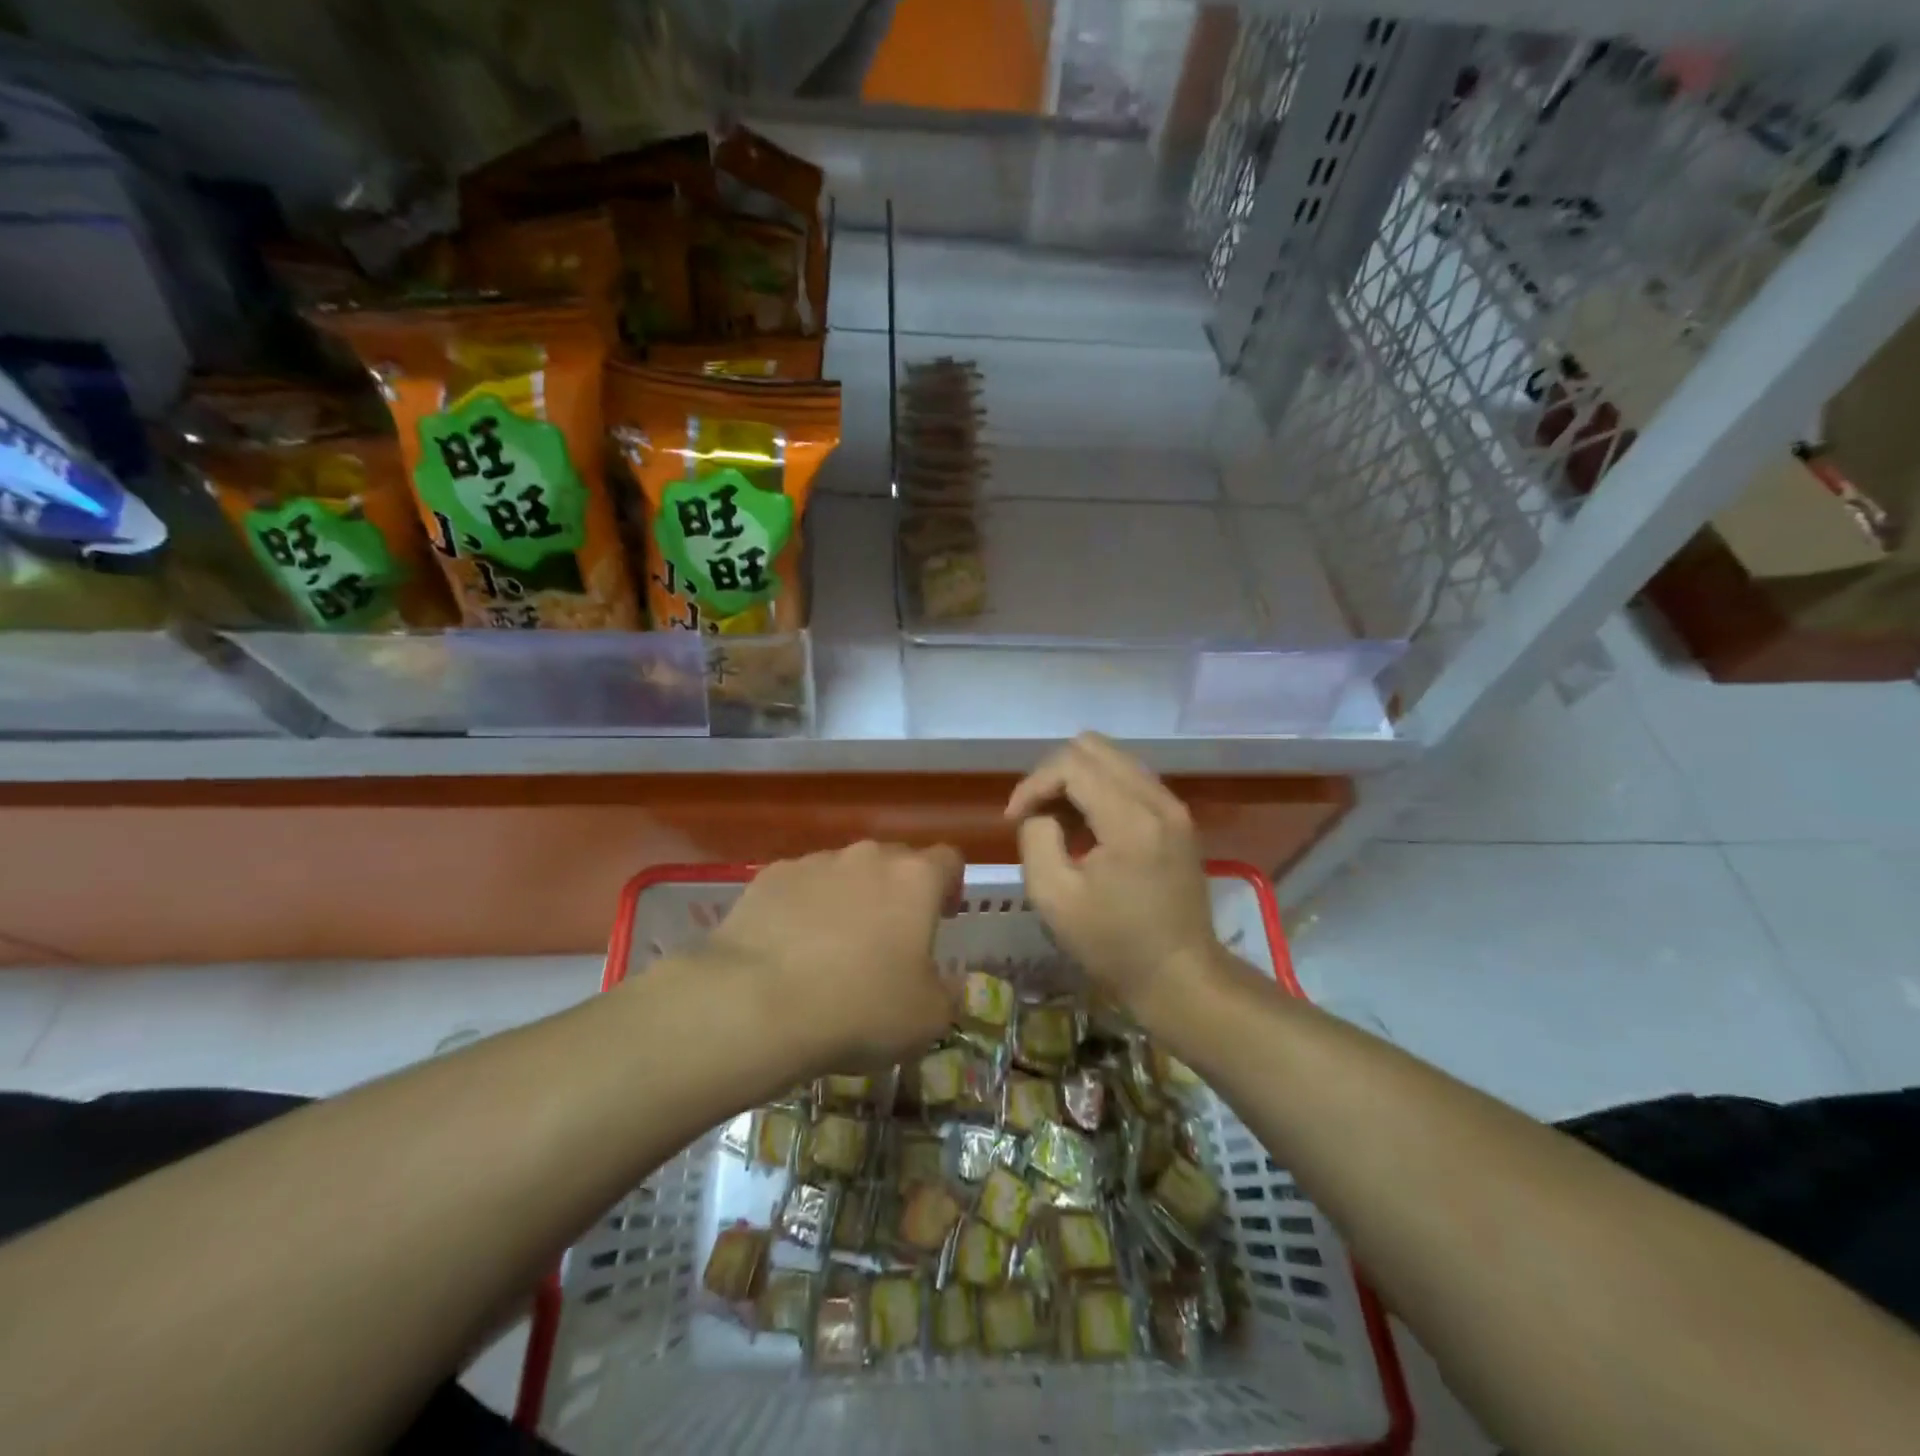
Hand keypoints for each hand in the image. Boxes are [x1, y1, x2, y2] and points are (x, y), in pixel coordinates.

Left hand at [704, 842, 962, 1072]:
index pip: (948, 860)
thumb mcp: (927, 1020)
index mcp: (915, 880)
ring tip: (833, 948)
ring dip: (849, 899)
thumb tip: (946, 982)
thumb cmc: (860, 1008)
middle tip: (890, 938)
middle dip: (897, 892)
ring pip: (844, 872)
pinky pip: (800, 886)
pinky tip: (790, 948)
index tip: (944, 917)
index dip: (951, 885)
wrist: (756, 1003)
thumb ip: (948, 993)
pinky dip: (803, 908)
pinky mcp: (770, 877)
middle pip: (894, 861)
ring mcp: (815, 862)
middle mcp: (867, 857)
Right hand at [1007, 734, 1220, 1025]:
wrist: (1181, 976)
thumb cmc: (1114, 944)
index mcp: (1130, 819)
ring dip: (1076, 781)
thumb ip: (1037, 838)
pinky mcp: (1178, 818)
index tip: (1013, 821)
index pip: (1071, 764)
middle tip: (1035, 815)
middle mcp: (1158, 799)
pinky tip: (1087, 829)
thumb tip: (1042, 813)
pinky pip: (1130, 779)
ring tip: (1058, 823)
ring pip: (1113, 759)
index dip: (1033, 784)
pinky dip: (1100, 791)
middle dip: (1053, 774)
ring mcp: (1173, 807)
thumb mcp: (1054, 898)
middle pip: (1093, 747)